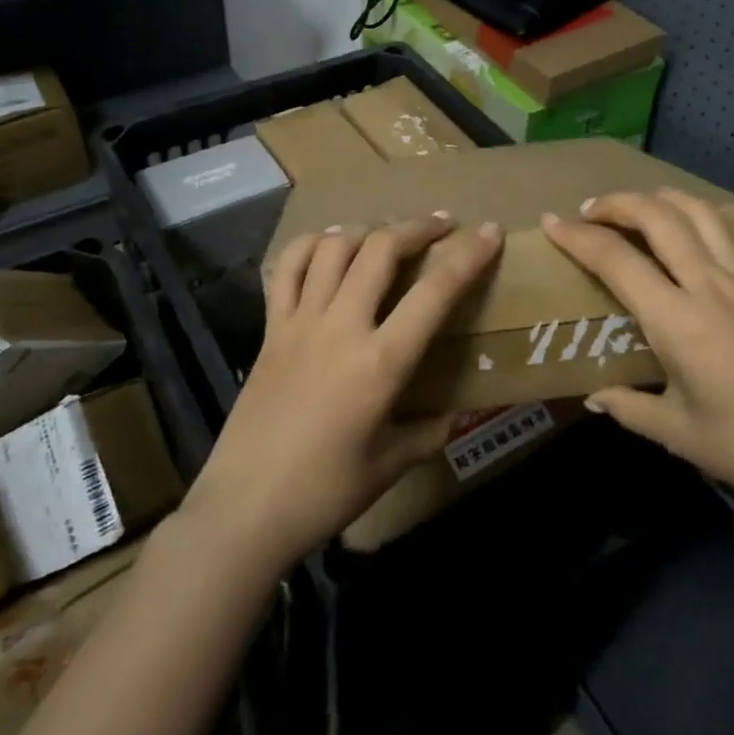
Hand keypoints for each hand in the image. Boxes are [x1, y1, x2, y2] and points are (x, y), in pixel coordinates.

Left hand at [181, 214, 501, 573]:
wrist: (243, 510)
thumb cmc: (324, 493)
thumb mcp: (390, 465)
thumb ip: (427, 432)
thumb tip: (451, 414)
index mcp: (380, 362)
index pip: (435, 293)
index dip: (468, 256)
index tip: (490, 232)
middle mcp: (341, 327)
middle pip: (382, 249)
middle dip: (418, 227)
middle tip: (442, 225)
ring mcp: (300, 322)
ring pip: (335, 247)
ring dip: (368, 230)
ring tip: (388, 235)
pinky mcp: (270, 328)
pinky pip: (287, 268)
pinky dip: (311, 245)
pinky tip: (329, 247)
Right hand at [542, 190, 733, 525]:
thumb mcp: (679, 433)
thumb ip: (629, 406)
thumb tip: (594, 396)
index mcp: (680, 323)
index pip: (617, 260)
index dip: (578, 236)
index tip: (551, 223)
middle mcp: (711, 286)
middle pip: (658, 216)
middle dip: (616, 202)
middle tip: (589, 210)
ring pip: (698, 211)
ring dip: (659, 198)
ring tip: (636, 206)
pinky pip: (732, 230)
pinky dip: (701, 214)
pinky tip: (691, 227)